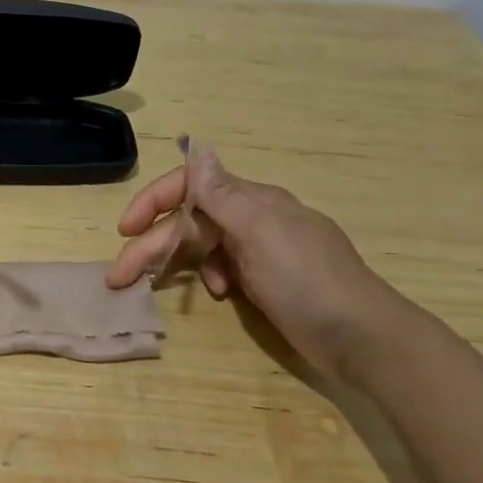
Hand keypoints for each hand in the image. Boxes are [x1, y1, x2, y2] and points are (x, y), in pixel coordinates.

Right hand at [105, 150, 411, 381]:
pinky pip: (224, 268)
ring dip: (175, 261)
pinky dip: (209, 276)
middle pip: (190, 222)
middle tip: (119, 277)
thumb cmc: (306, 280)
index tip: (126, 229)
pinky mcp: (268, 281)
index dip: (154, 202)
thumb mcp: (260, 231)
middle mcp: (254, 219)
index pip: (191, 186)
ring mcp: (262, 251)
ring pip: (203, 246)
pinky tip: (215, 293)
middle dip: (152, 245)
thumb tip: (197, 145)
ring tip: (150, 287)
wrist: (362, 338)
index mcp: (252, 200)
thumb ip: (222, 193)